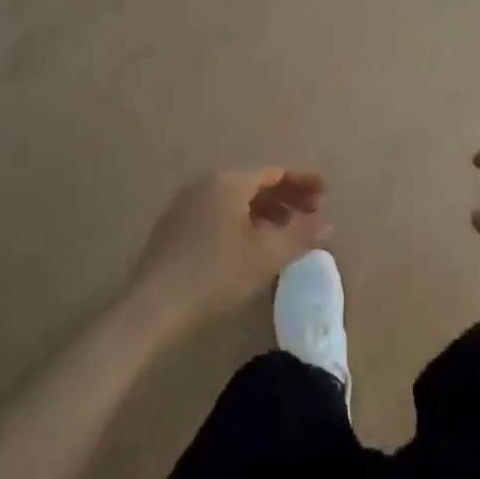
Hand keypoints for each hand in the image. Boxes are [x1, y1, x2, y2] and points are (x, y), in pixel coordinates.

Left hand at [126, 169, 330, 335]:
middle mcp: (206, 183)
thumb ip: (301, 235)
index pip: (275, 172)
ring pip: (236, 198)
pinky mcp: (175, 226)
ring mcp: (186, 203)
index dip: (303, 181)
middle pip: (255, 182)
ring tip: (287, 230)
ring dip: (266, 210)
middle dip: (287, 196)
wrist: (152, 306)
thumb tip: (327, 222)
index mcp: (229, 181)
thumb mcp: (266, 255)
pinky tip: (252, 243)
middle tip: (312, 213)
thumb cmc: (215, 274)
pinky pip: (219, 212)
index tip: (325, 192)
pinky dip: (243, 220)